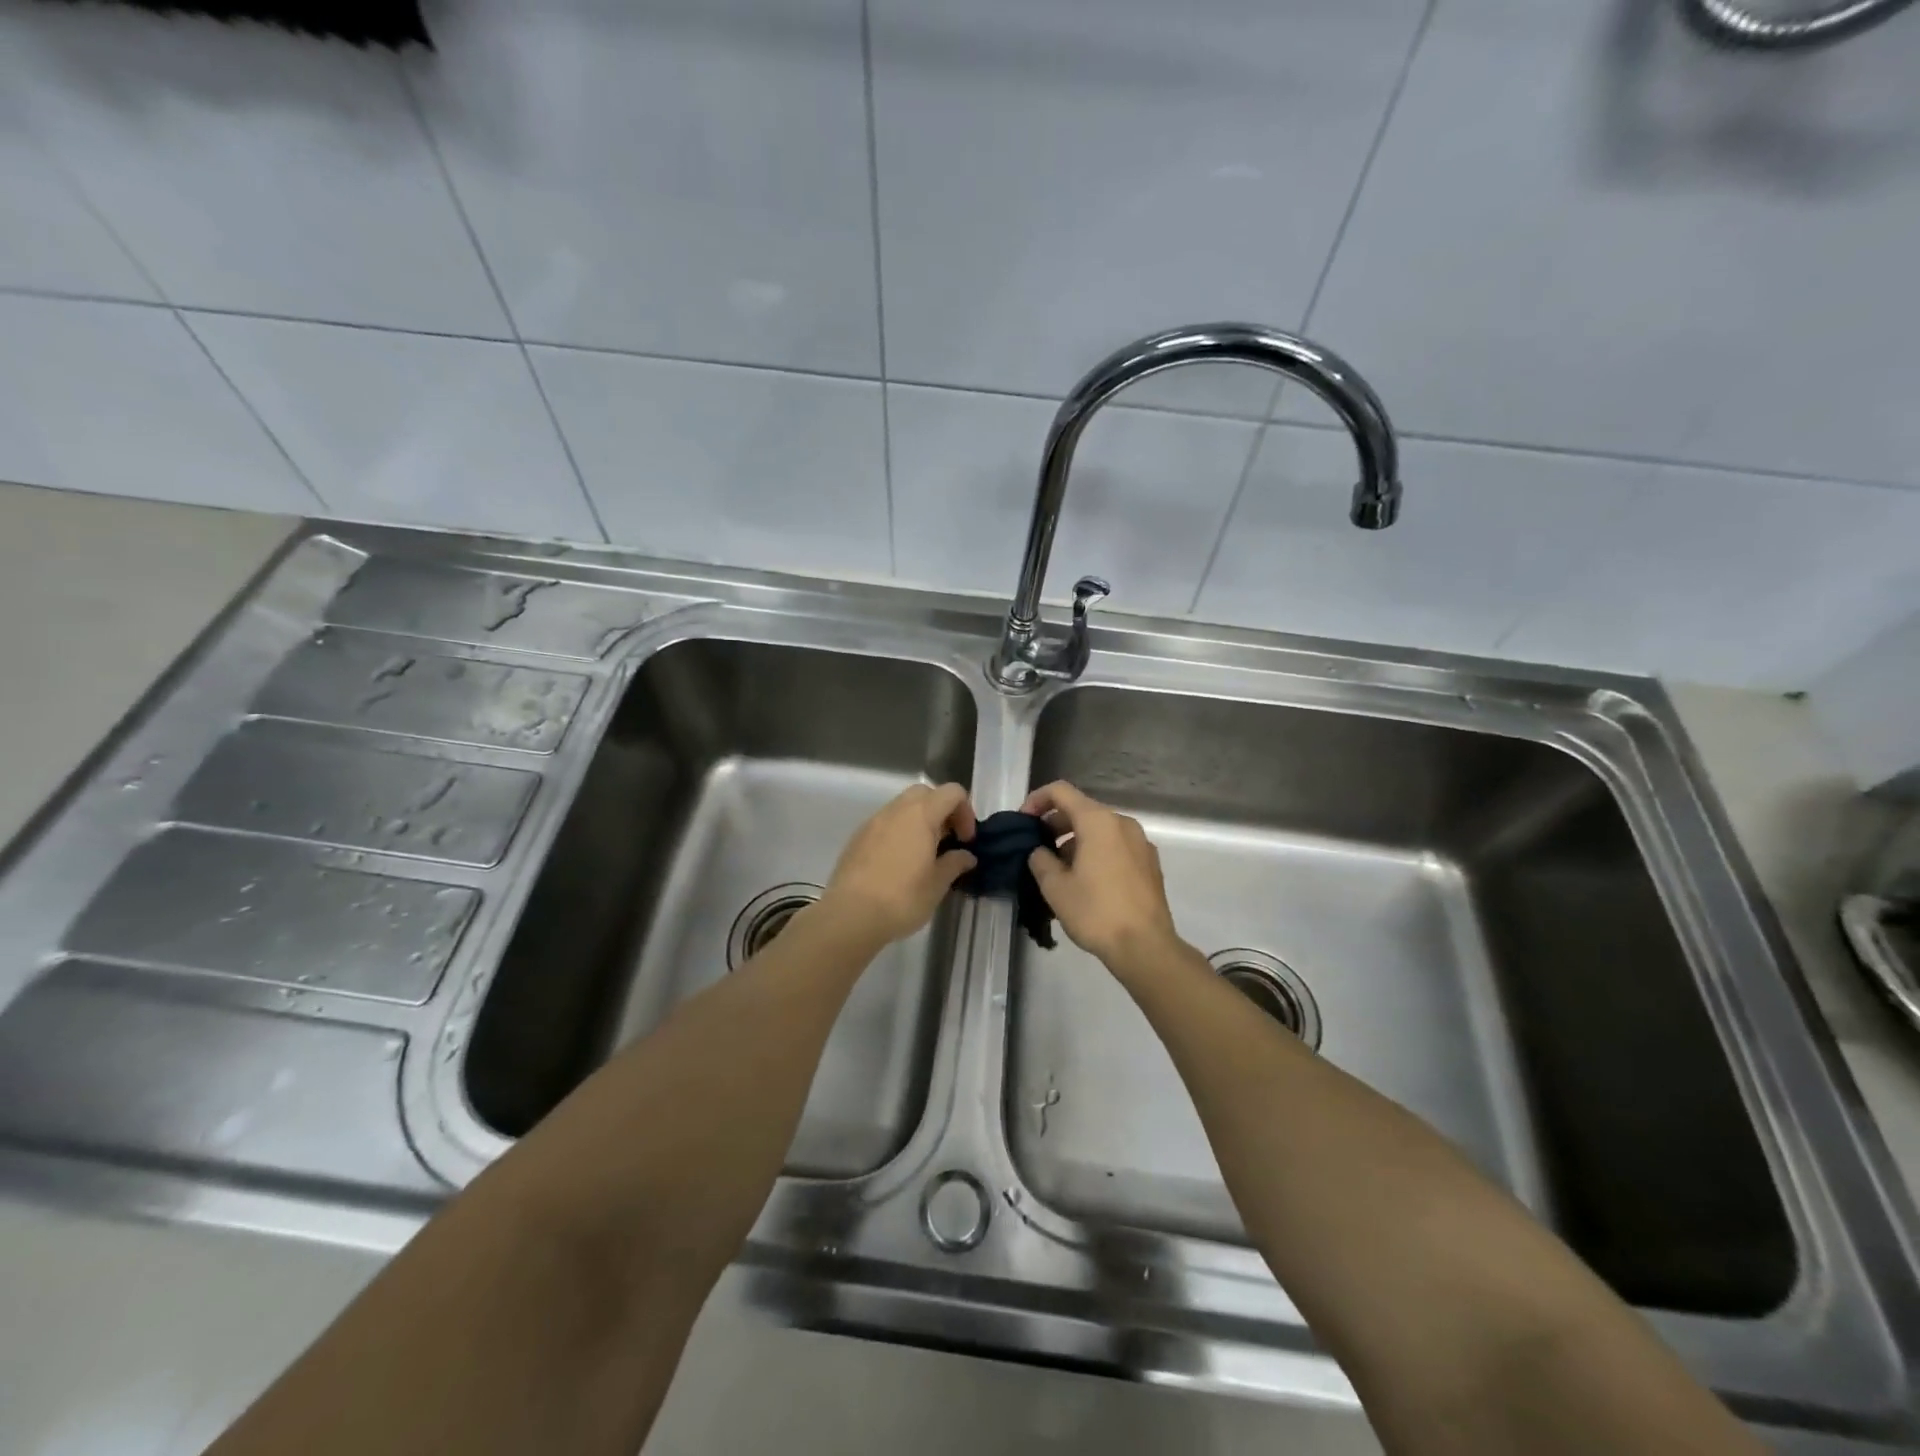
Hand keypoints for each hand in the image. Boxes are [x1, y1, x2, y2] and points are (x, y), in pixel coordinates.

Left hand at [819, 783, 976, 945]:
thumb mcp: (937, 885)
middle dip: (942, 811)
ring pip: (903, 806)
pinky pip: (885, 822)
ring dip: (919, 821)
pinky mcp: (858, 837)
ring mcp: (873, 821)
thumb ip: (954, 863)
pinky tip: (899, 862)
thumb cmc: (902, 899)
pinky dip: (899, 831)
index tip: (965, 840)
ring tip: (924, 854)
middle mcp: (896, 810)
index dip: (965, 812)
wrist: (850, 915)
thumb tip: (966, 856)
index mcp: (921, 815)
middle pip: (925, 793)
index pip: (952, 792)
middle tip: (947, 841)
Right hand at [1023, 781, 1183, 970]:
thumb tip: (1040, 852)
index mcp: (1098, 821)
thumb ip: (1040, 860)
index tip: (1023, 822)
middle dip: (1055, 824)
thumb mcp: (1055, 887)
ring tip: (1058, 870)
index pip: (1060, 791)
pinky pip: (1115, 846)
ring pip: (1100, 830)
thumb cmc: (1096, 911)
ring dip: (1075, 841)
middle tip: (1036, 848)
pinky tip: (1085, 881)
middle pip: (1082, 810)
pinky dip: (1096, 852)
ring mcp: (1140, 843)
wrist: (1145, 946)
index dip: (1036, 800)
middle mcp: (1122, 823)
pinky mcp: (1150, 863)